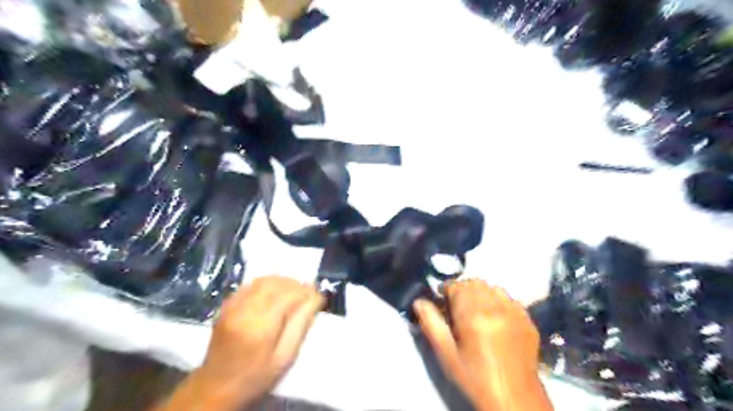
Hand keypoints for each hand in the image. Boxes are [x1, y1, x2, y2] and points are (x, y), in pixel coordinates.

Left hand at [154, 277, 322, 410]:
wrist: (215, 388)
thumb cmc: (255, 377)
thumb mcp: (285, 357)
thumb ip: (301, 325)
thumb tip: (316, 299)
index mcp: (261, 326)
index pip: (290, 295)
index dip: (307, 292)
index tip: (319, 297)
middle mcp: (245, 310)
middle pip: (277, 283)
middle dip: (297, 284)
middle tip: (309, 293)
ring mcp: (233, 305)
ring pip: (264, 280)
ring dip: (283, 282)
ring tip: (295, 291)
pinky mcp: (227, 305)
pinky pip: (251, 284)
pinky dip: (268, 283)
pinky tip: (275, 292)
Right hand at [415, 279, 552, 410]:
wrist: (513, 397)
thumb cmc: (474, 376)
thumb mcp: (446, 353)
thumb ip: (431, 323)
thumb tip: (419, 301)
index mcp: (473, 315)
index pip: (457, 286)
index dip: (446, 289)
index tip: (442, 298)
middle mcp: (495, 308)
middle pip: (475, 283)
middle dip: (463, 289)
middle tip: (457, 305)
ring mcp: (514, 312)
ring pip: (493, 288)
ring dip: (481, 293)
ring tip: (477, 309)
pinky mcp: (527, 320)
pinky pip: (510, 299)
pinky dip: (499, 301)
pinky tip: (496, 317)